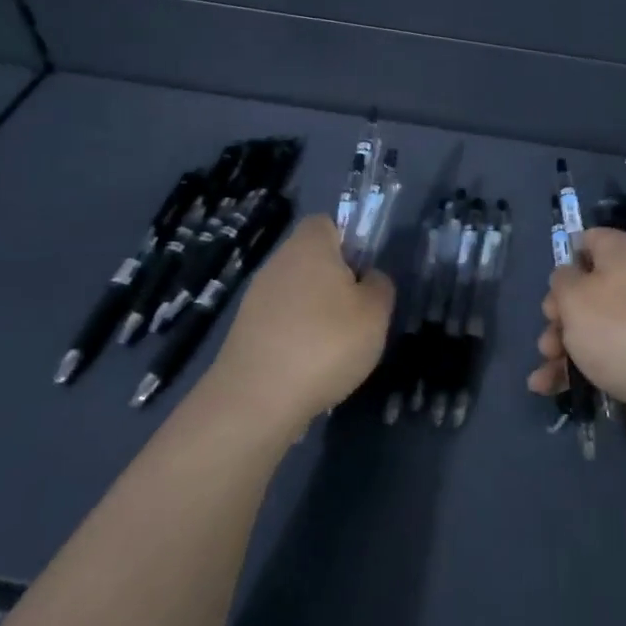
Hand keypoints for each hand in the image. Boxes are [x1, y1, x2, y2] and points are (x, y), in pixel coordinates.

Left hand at [203, 215, 393, 432]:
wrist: (255, 402)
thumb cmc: (325, 343)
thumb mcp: (375, 313)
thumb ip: (380, 286)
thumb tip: (369, 278)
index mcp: (309, 246)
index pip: (327, 223)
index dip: (350, 240)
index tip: (365, 271)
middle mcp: (278, 263)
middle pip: (312, 259)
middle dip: (336, 281)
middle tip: (358, 312)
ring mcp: (256, 298)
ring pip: (297, 292)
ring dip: (317, 312)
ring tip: (338, 346)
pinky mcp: (245, 332)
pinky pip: (281, 322)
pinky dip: (298, 337)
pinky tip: (311, 366)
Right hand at [526, 227, 625, 444]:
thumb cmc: (620, 327)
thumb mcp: (575, 297)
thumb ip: (563, 281)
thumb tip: (570, 277)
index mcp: (623, 252)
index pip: (591, 240)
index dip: (567, 259)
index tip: (552, 287)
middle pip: (589, 289)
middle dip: (560, 315)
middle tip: (548, 337)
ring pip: (595, 326)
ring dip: (564, 347)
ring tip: (545, 373)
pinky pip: (610, 353)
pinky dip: (582, 367)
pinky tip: (553, 388)